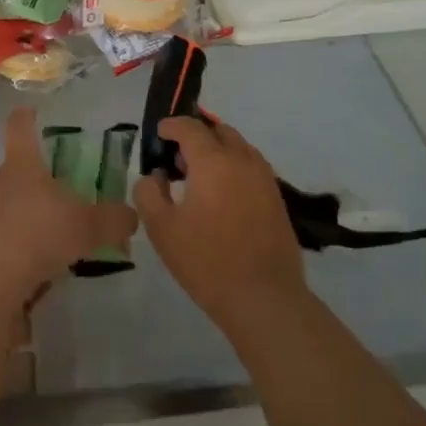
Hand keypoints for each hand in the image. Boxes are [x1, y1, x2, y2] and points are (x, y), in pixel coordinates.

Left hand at [0, 109, 137, 302]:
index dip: (25, 118)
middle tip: (52, 199)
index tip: (29, 112)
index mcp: (21, 165)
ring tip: (43, 239)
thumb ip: (112, 220)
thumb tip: (132, 214)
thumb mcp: (86, 227)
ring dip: (19, 218)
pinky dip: (10, 248)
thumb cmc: (39, 233)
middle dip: (30, 183)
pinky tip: (28, 267)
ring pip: (1, 206)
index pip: (20, 128)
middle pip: (12, 172)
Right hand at [135, 117, 306, 338]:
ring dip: (218, 150)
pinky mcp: (277, 198)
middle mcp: (241, 160)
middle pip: (218, 131)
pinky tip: (224, 195)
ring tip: (201, 178)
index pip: (189, 127)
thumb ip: (149, 193)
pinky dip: (235, 167)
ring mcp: (264, 178)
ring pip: (238, 147)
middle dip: (196, 136)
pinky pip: (252, 167)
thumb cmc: (207, 261)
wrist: (264, 298)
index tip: (159, 134)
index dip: (170, 126)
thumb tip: (155, 176)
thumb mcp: (161, 229)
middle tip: (179, 160)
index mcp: (212, 161)